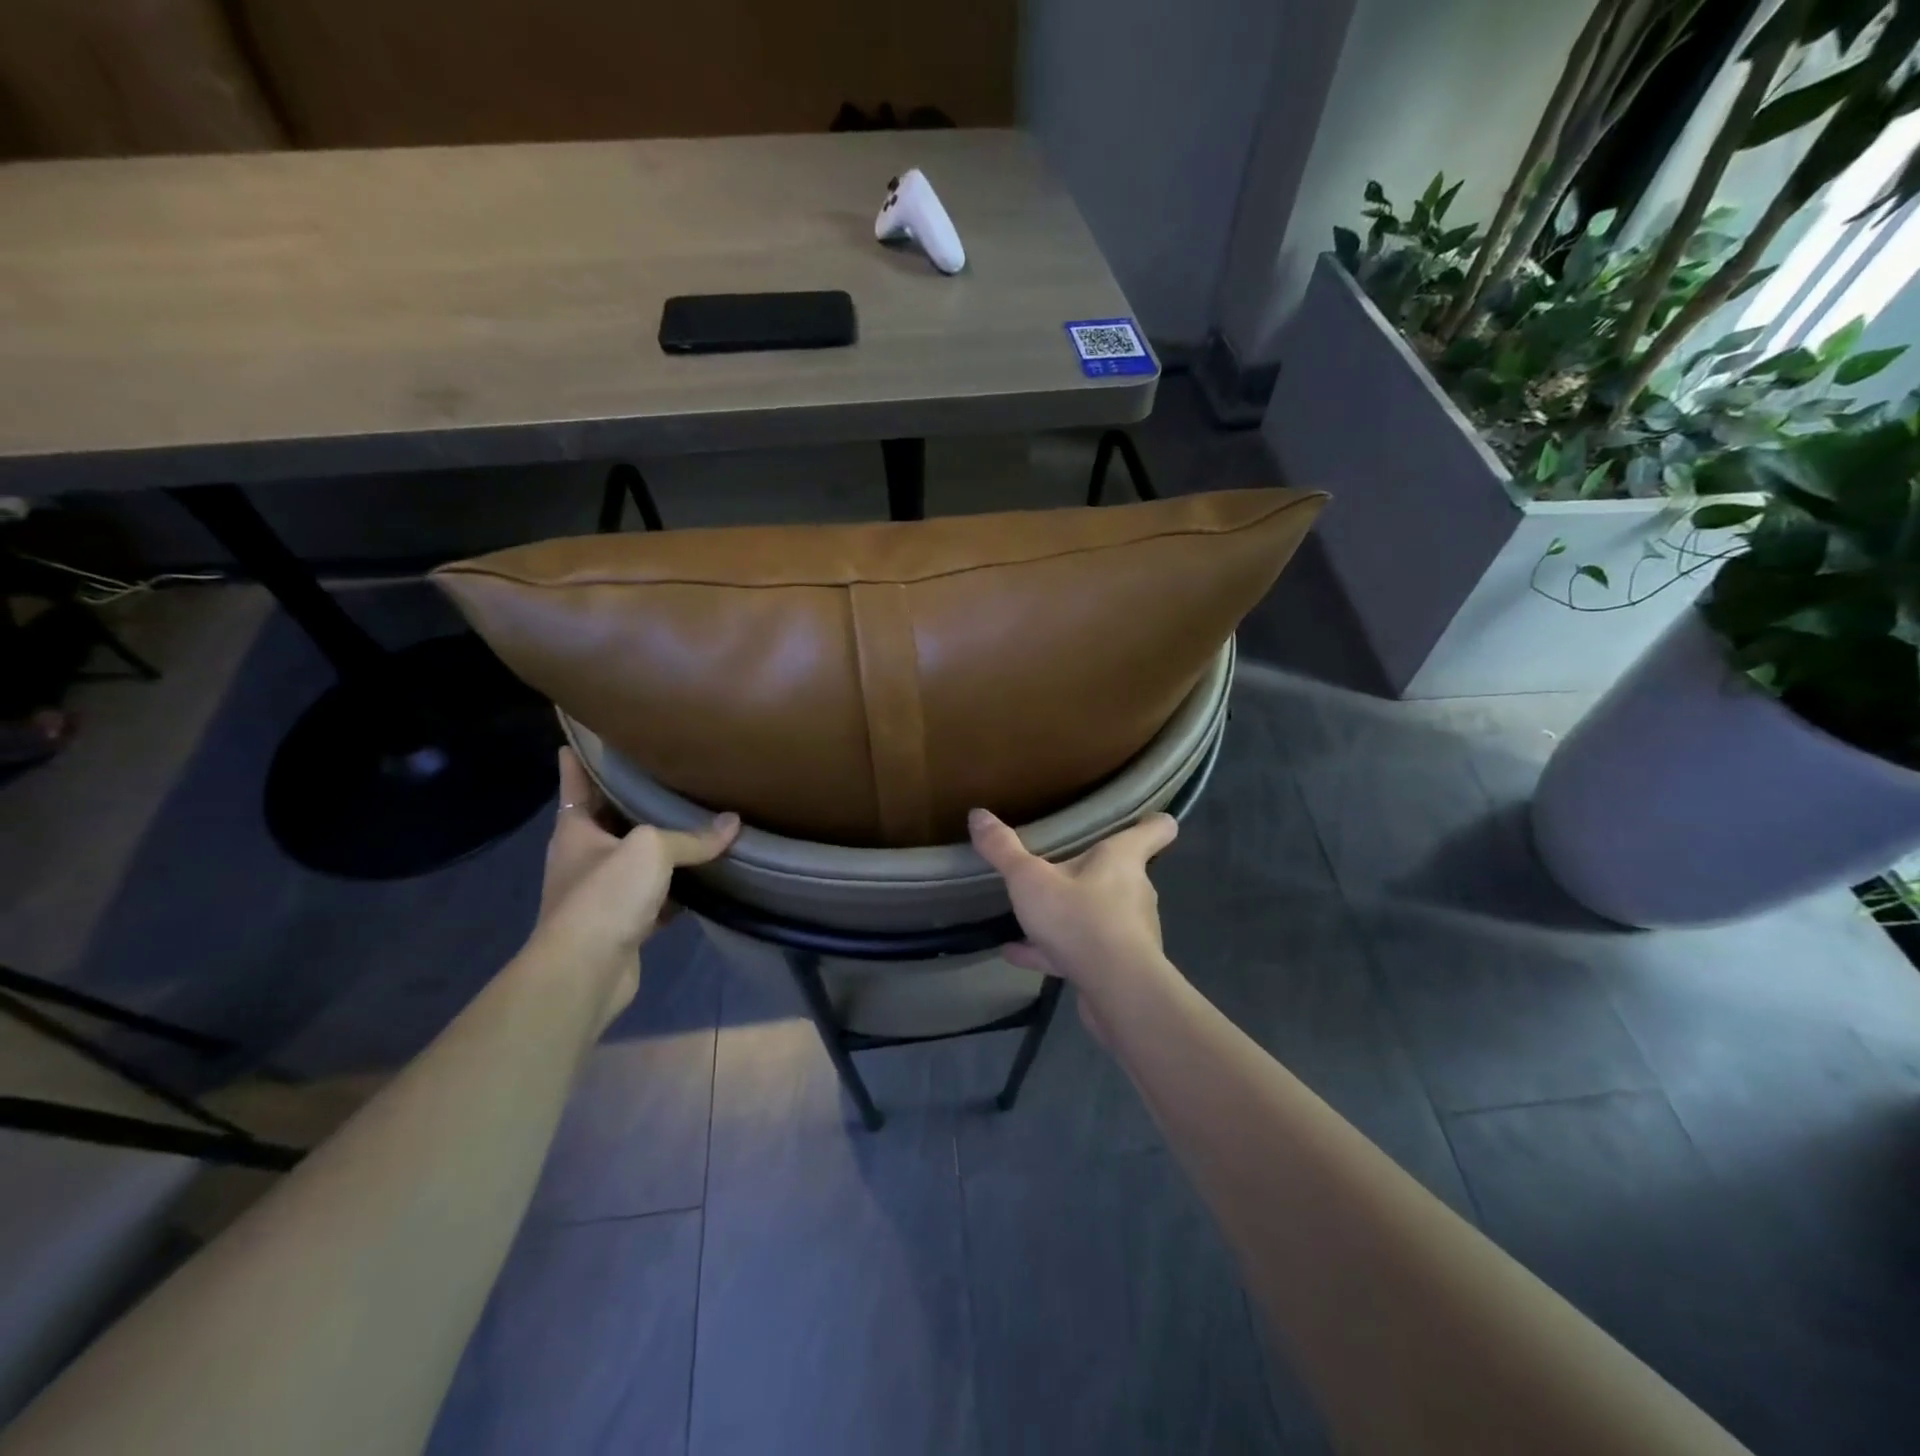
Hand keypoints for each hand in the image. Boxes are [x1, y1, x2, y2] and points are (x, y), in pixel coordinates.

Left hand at [532, 749, 738, 1023]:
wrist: (586, 971)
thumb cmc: (606, 896)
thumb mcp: (651, 850)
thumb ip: (692, 836)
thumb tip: (734, 824)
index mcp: (575, 830)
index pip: (575, 783)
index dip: (579, 760)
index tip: (582, 737)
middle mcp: (583, 858)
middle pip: (610, 821)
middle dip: (632, 802)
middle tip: (666, 775)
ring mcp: (601, 894)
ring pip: (635, 862)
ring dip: (660, 849)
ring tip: (693, 823)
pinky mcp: (622, 924)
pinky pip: (654, 897)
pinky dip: (675, 890)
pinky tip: (702, 881)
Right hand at [967, 807, 1177, 999]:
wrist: (1116, 990)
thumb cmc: (1080, 918)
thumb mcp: (1029, 880)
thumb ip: (1003, 849)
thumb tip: (978, 814)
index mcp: (1122, 859)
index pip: (1155, 830)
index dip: (1153, 822)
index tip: (1148, 818)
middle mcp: (1134, 891)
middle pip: (1123, 872)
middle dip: (1096, 870)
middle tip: (1065, 863)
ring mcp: (1128, 931)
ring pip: (1100, 914)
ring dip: (1071, 913)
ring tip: (1032, 914)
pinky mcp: (1117, 966)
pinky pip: (1081, 950)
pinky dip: (1052, 950)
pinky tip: (1016, 953)